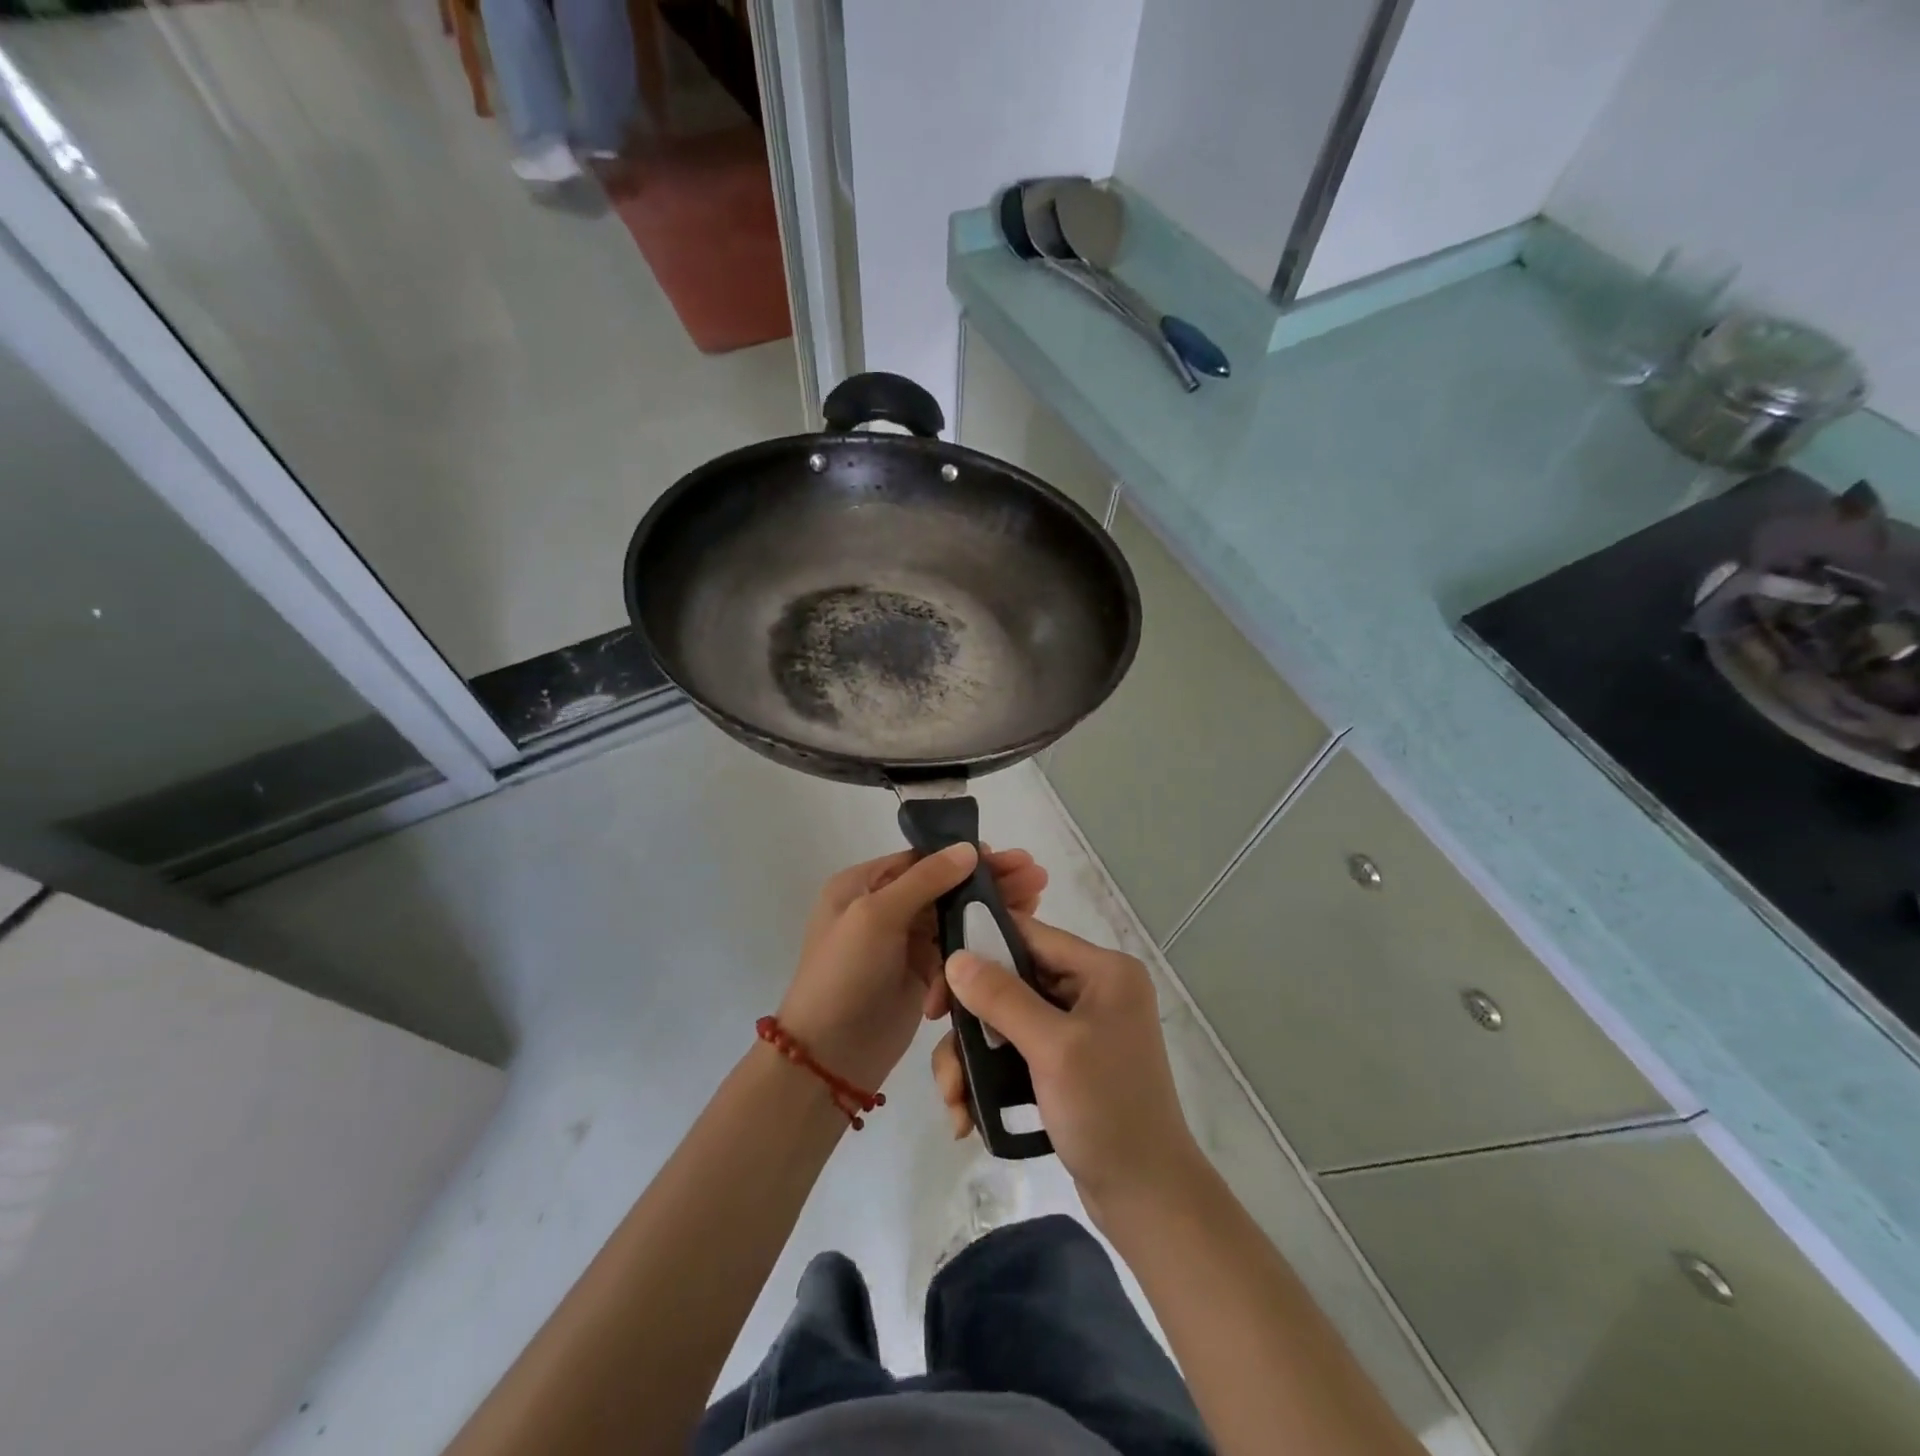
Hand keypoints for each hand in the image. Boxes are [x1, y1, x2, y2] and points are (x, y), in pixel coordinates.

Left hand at [777, 845, 1046, 1095]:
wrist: (827, 1058)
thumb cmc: (844, 975)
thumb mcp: (876, 916)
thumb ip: (924, 880)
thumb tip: (968, 848)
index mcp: (863, 885)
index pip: (922, 860)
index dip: (965, 857)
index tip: (1007, 857)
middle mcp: (883, 908)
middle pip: (945, 886)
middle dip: (989, 881)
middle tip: (1035, 876)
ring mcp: (903, 943)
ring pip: (955, 916)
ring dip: (992, 909)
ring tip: (1036, 899)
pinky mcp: (921, 975)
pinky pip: (956, 950)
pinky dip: (980, 942)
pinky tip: (1014, 934)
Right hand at [932, 918, 1202, 1221]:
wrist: (1147, 1198)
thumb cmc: (1106, 1111)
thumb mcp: (1052, 1049)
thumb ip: (1002, 997)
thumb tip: (955, 958)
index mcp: (1103, 970)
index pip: (1028, 935)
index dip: (979, 950)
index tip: (939, 987)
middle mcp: (1092, 989)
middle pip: (1010, 981)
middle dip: (970, 1023)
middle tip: (943, 1057)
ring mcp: (1080, 1028)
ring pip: (1006, 1021)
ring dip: (972, 1059)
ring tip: (954, 1103)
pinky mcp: (1067, 1063)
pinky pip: (1016, 1051)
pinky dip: (989, 1077)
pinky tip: (968, 1114)